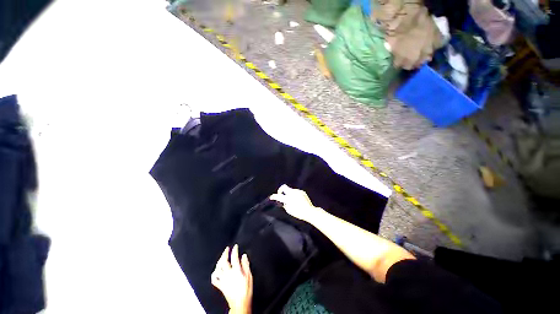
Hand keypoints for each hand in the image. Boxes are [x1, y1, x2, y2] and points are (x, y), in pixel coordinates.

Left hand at [211, 245, 252, 313]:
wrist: (240, 303)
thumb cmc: (246, 290)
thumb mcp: (249, 275)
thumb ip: (246, 264)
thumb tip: (244, 256)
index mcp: (236, 270)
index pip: (234, 257)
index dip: (234, 250)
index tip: (235, 246)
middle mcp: (228, 274)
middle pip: (223, 261)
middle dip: (224, 253)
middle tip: (227, 249)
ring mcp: (223, 280)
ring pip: (218, 269)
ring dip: (219, 262)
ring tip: (221, 257)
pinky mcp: (220, 286)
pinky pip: (214, 279)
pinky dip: (214, 274)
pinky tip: (216, 271)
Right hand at [270, 185, 323, 222]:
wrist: (309, 211)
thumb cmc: (298, 213)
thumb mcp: (289, 210)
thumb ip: (285, 205)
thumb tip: (283, 202)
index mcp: (288, 198)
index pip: (278, 196)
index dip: (273, 196)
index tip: (271, 197)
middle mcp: (292, 192)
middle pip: (284, 187)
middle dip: (280, 190)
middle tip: (280, 195)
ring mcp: (298, 191)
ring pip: (290, 190)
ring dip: (289, 193)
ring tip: (291, 200)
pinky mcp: (302, 192)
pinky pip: (296, 192)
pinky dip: (294, 195)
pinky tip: (297, 200)